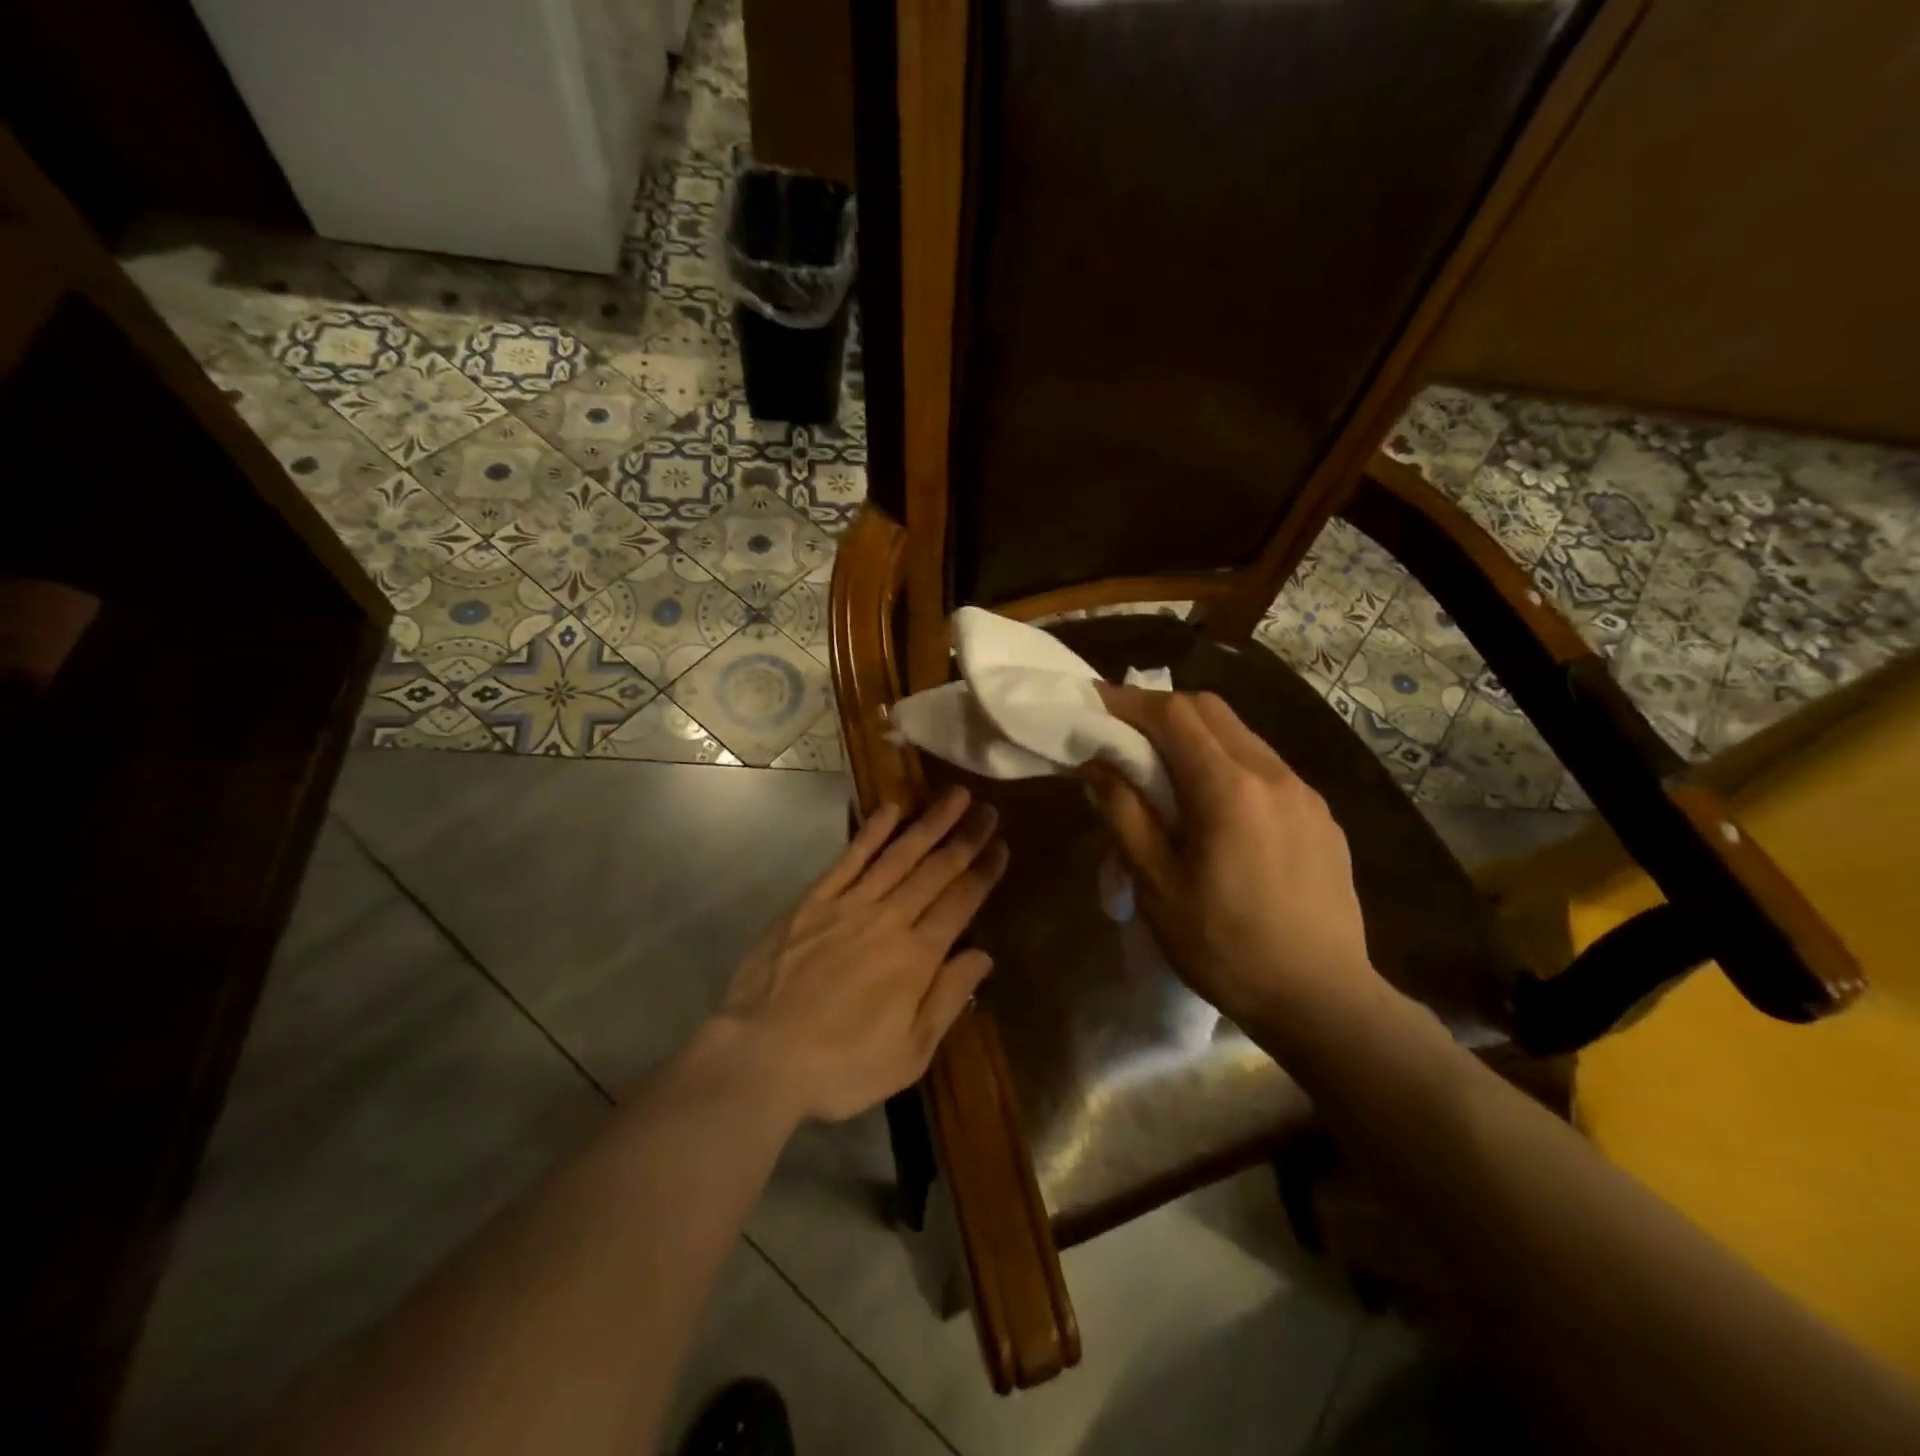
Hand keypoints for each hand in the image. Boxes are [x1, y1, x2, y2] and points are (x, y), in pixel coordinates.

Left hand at [717, 787, 1008, 1122]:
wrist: (760, 1057)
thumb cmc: (840, 1066)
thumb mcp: (909, 1054)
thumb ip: (947, 999)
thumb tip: (983, 956)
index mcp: (916, 957)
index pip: (960, 903)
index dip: (984, 873)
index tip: (1001, 847)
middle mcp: (888, 920)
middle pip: (935, 871)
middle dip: (965, 839)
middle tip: (987, 810)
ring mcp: (848, 906)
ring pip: (898, 855)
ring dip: (928, 824)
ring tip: (954, 796)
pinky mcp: (812, 902)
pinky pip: (848, 859)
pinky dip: (871, 833)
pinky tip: (890, 810)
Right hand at [1085, 686, 1379, 1027]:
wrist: (1322, 999)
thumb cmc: (1225, 947)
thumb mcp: (1158, 886)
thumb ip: (1125, 815)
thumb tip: (1098, 764)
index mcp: (1228, 789)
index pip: (1173, 714)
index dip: (1128, 701)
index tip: (1094, 703)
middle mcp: (1273, 774)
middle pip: (1210, 710)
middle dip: (1161, 709)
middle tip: (1123, 732)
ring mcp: (1304, 793)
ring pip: (1241, 734)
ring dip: (1196, 734)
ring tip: (1163, 767)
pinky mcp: (1321, 816)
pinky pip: (1266, 766)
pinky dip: (1227, 761)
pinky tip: (1214, 803)